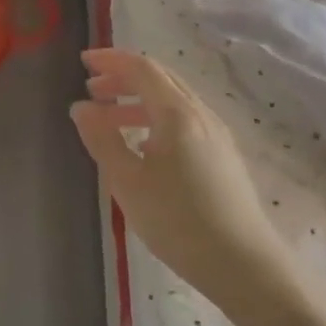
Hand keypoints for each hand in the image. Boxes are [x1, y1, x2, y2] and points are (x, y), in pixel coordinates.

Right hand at [70, 49, 295, 299]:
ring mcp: (216, 135)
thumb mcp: (128, 181)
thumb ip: (102, 139)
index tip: (83, 62)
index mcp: (177, 113)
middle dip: (123, 78)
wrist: (244, 265)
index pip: (142, 69)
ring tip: (108, 119)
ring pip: (172, 102)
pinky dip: (155, 119)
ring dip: (138, 101)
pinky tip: (142, 146)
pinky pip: (184, 122)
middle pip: (160, 80)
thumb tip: (81, 107)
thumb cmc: (178, 220)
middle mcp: (200, 115)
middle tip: (91, 89)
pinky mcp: (223, 157)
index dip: (111, 60)